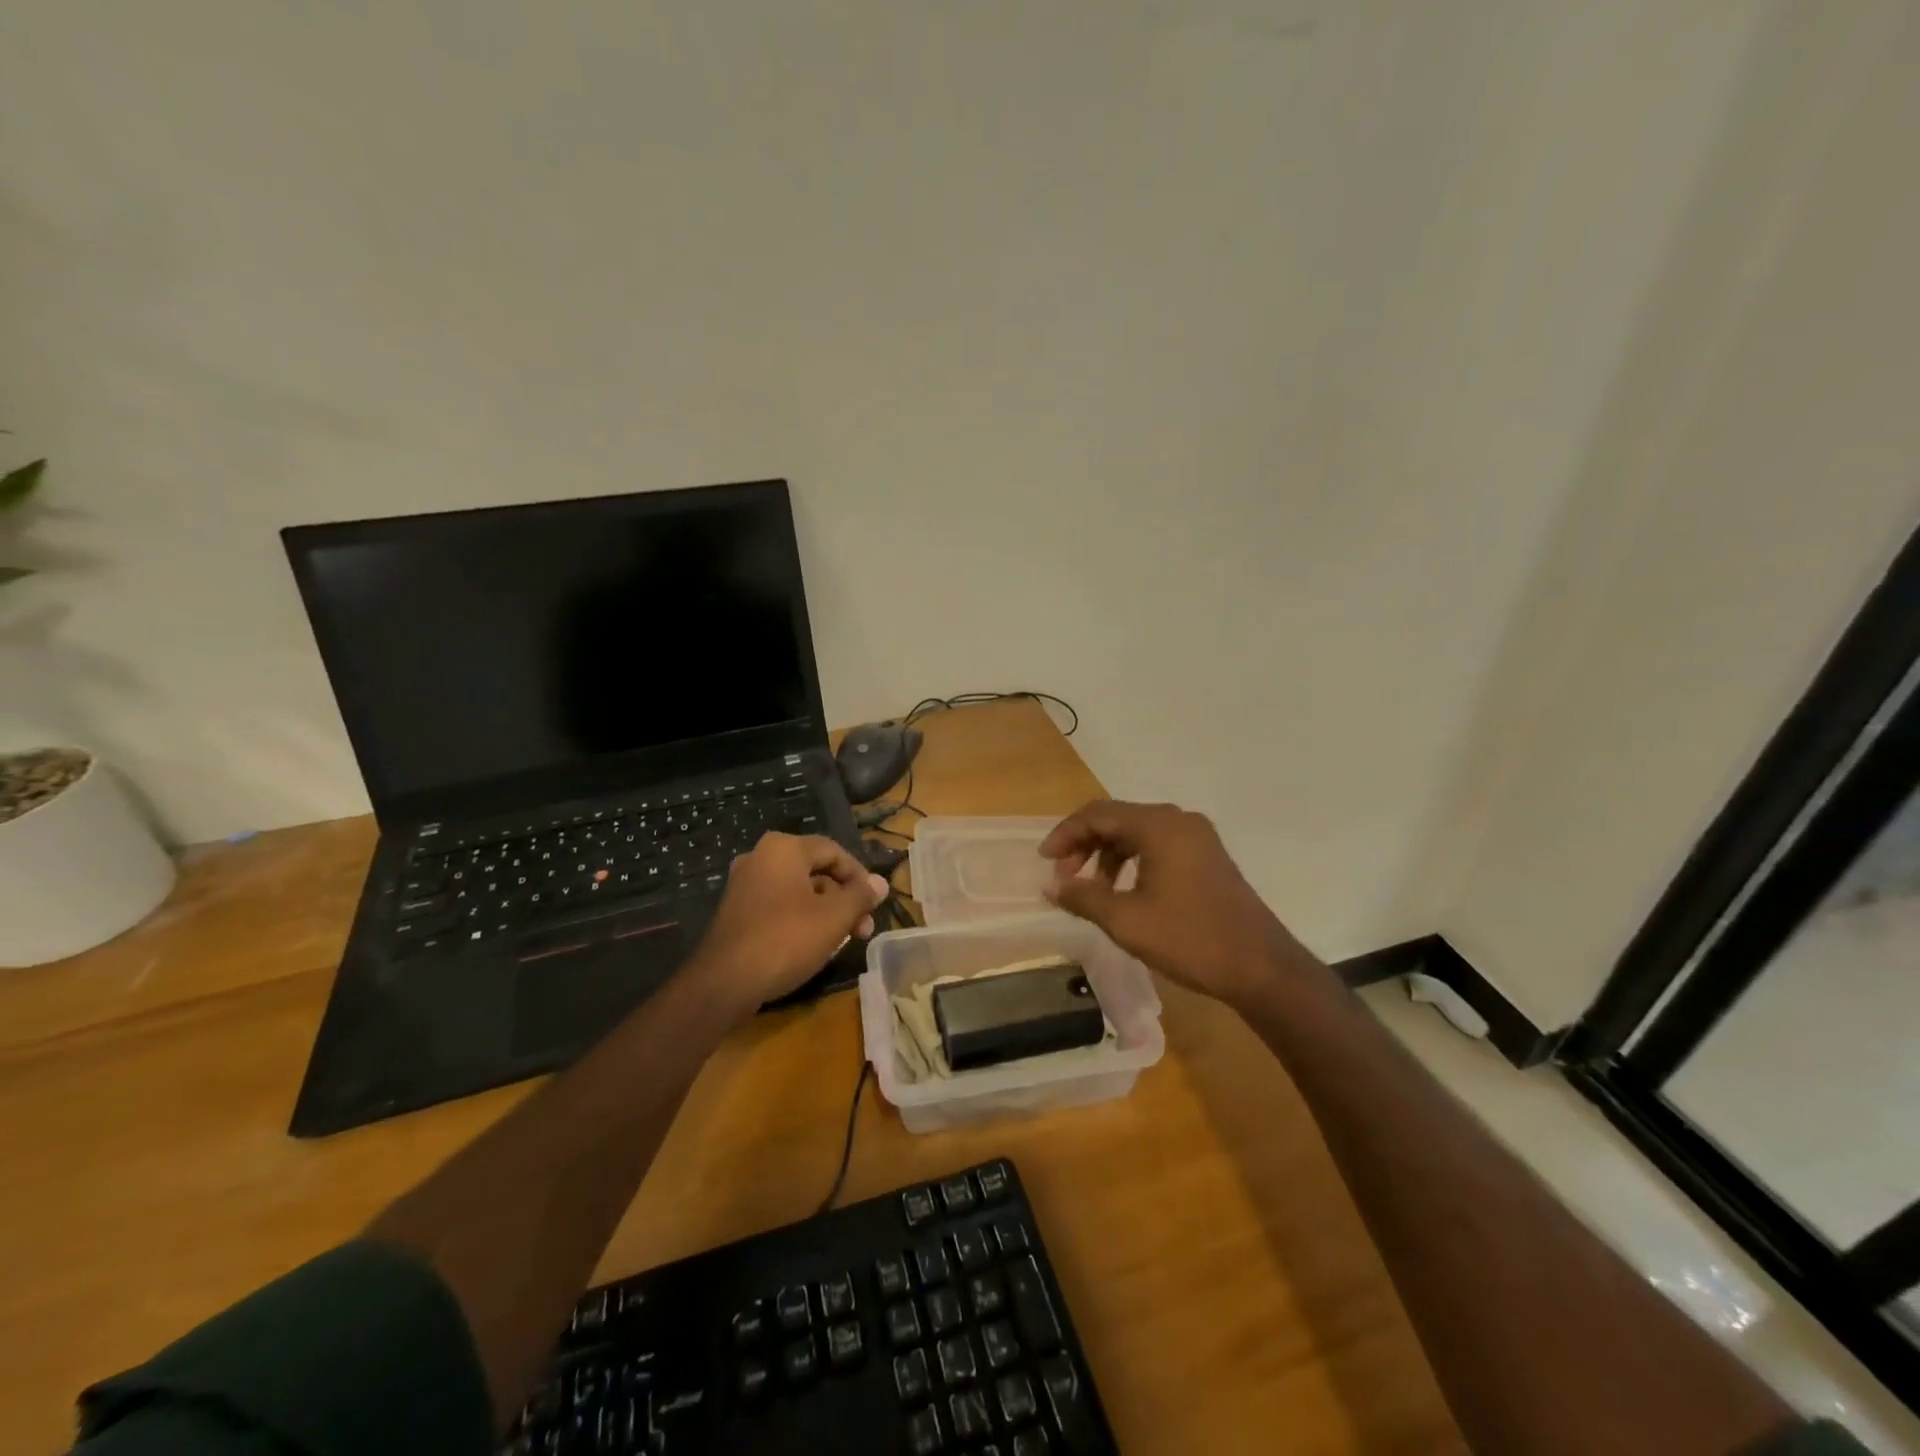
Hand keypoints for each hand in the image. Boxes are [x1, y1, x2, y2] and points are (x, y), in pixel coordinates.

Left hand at [692, 833, 888, 1011]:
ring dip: (825, 911)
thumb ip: (861, 896)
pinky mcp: (736, 910)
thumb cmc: (786, 939)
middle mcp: (761, 857)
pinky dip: (800, 918)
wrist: (724, 982)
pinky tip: (813, 944)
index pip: (835, 851)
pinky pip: (778, 905)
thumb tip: (880, 883)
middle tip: (862, 928)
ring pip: (798, 890)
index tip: (874, 905)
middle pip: (816, 871)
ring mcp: (744, 884)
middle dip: (844, 898)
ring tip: (843, 940)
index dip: (860, 877)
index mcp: (784, 848)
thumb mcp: (834, 917)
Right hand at [1040, 800, 1322, 1009]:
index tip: (1045, 862)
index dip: (1065, 835)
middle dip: (1085, 844)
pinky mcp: (1207, 856)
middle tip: (1064, 877)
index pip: (1097, 814)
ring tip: (1092, 889)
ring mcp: (1197, 837)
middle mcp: (1178, 820)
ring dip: (1107, 854)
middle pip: (1117, 818)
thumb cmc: (1190, 939)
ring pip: (1137, 832)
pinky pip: (1158, 845)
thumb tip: (1051, 886)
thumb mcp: (1126, 921)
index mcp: (1159, 826)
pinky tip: (1125, 891)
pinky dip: (1132, 861)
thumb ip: (1083, 897)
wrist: (1261, 967)